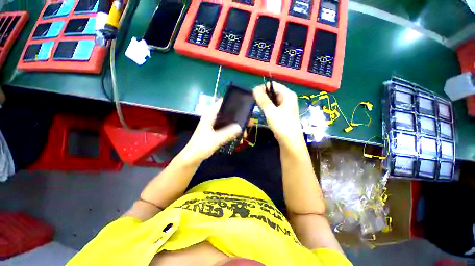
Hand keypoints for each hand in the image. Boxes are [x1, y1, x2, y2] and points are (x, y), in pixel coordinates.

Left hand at [179, 100, 241, 163]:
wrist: (193, 157)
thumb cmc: (202, 146)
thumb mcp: (216, 139)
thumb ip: (229, 132)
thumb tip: (241, 126)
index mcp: (210, 115)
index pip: (221, 103)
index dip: (232, 102)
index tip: (243, 105)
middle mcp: (212, 118)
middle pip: (227, 113)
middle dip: (238, 117)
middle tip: (248, 122)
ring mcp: (214, 125)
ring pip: (228, 122)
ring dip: (236, 126)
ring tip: (245, 133)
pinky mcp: (215, 132)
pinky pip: (226, 129)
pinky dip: (232, 132)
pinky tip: (239, 139)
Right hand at [253, 82, 302, 146]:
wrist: (289, 141)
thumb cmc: (281, 125)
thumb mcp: (270, 111)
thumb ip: (263, 99)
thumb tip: (255, 88)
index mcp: (288, 94)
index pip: (273, 85)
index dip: (263, 88)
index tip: (254, 94)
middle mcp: (288, 98)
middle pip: (273, 92)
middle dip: (264, 96)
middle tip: (255, 102)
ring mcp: (286, 106)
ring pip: (273, 100)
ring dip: (265, 102)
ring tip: (258, 107)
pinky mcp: (283, 113)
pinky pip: (274, 106)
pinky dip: (268, 107)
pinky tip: (264, 112)